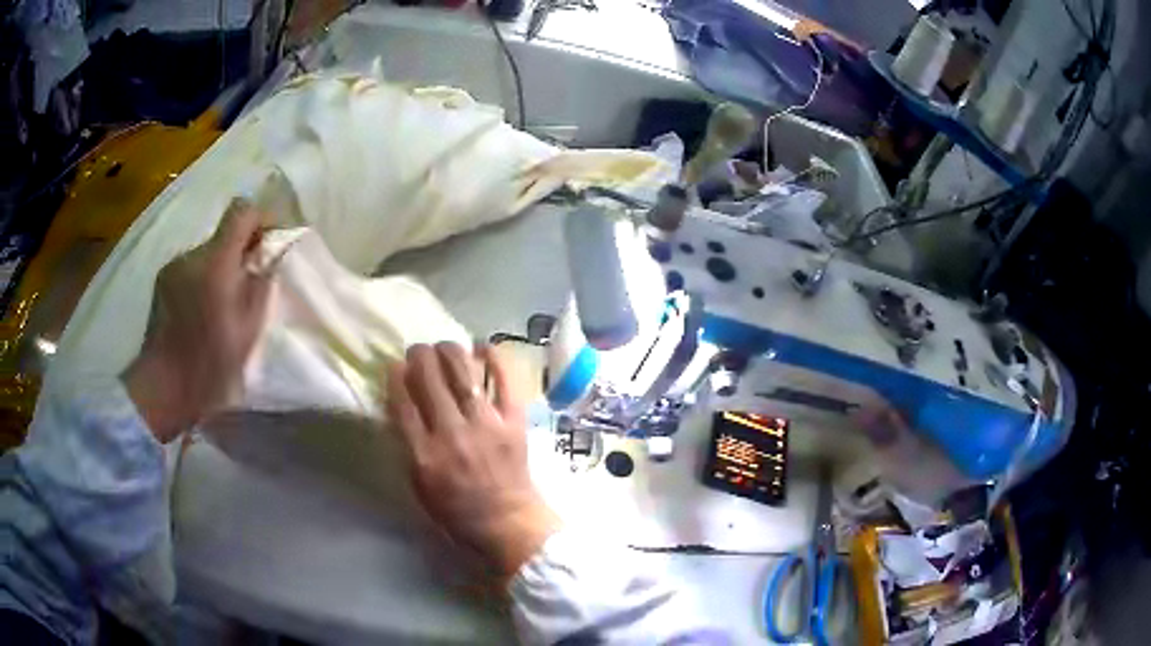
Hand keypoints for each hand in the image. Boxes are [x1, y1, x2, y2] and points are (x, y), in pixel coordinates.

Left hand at [123, 200, 272, 442]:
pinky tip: (201, 311)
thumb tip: (270, 255)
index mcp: (215, 262)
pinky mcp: (161, 282)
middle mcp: (191, 254)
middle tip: (250, 283)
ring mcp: (172, 267)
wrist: (162, 387)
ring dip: (219, 267)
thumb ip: (261, 284)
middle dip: (240, 250)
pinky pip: (189, 268)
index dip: (260, 218)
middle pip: (223, 234)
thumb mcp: (248, 328)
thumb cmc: (209, 363)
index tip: (269, 242)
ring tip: (222, 303)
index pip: (241, 211)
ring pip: (206, 254)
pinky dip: (201, 279)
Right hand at [387, 342, 560, 576]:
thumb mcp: (420, 486)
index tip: (394, 365)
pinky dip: (494, 358)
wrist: (509, 523)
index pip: (402, 403)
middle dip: (419, 356)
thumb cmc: (458, 511)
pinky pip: (504, 380)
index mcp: (425, 455)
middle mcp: (452, 434)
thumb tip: (401, 406)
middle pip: (430, 380)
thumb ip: (408, 447)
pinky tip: (482, 346)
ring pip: (462, 373)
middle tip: (419, 352)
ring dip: (449, 351)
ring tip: (444, 347)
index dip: (396, 377)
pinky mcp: (513, 421)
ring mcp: (486, 424)